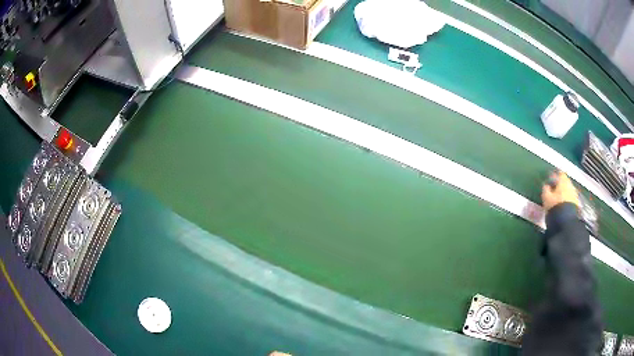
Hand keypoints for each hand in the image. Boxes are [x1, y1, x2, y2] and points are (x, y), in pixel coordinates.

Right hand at [542, 171, 578, 210]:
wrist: (565, 222)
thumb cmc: (555, 206)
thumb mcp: (546, 197)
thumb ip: (545, 189)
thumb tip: (546, 185)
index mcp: (563, 180)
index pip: (559, 173)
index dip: (554, 176)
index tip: (550, 180)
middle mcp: (570, 185)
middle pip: (565, 182)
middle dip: (559, 185)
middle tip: (553, 190)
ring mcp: (574, 194)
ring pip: (568, 190)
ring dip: (563, 193)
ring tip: (557, 200)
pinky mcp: (576, 204)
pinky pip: (570, 199)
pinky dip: (566, 200)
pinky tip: (562, 206)